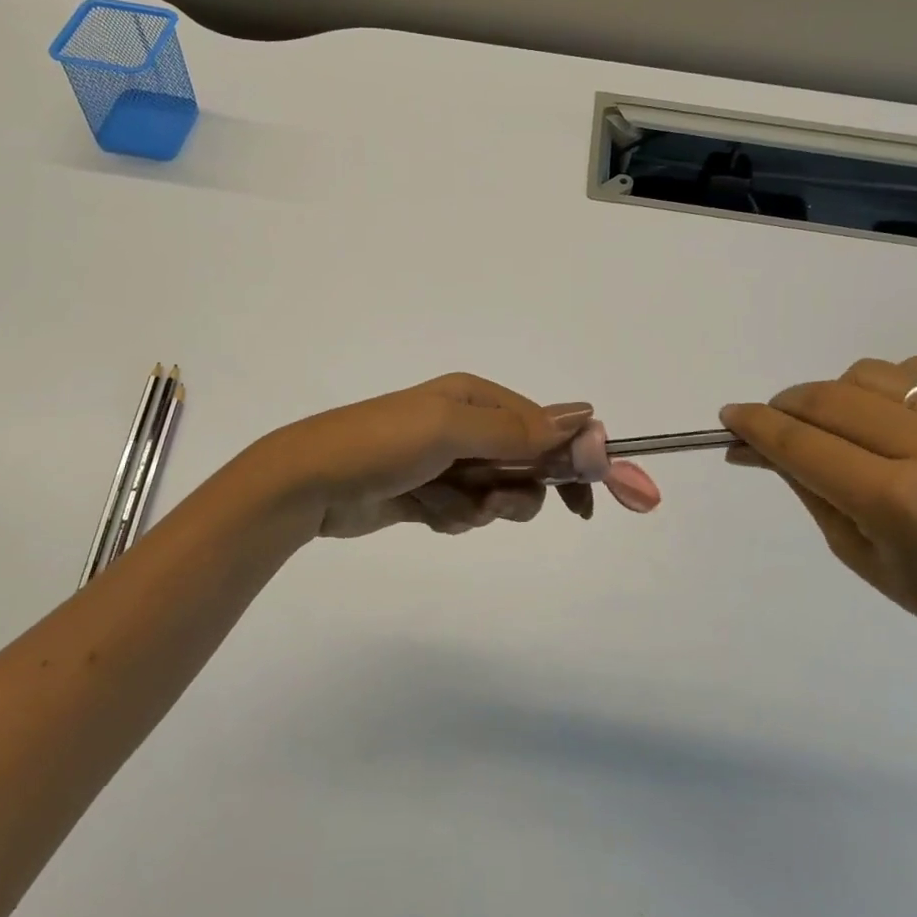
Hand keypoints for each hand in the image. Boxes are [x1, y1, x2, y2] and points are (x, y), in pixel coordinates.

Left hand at [245, 373, 644, 539]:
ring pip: (499, 496)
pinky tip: (424, 511)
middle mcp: (468, 426)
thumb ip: (518, 430)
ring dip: (479, 508)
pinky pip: (467, 513)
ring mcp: (448, 462)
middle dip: (517, 491)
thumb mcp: (451, 429)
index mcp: (477, 399)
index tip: (606, 496)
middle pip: (528, 466)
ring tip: (443, 504)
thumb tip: (586, 416)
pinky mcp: (430, 495)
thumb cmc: (381, 444)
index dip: (579, 461)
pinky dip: (452, 518)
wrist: (310, 483)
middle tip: (493, 503)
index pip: (548, 427)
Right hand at [720, 357, 916, 664]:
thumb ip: (802, 483)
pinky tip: (888, 420)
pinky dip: (884, 388)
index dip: (756, 425)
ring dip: (834, 395)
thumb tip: (750, 444)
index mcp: (897, 500)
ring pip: (867, 374)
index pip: (802, 443)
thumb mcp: (851, 547)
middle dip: (785, 406)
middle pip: (829, 399)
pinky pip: (915, 370)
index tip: (729, 417)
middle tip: (771, 423)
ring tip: (838, 427)